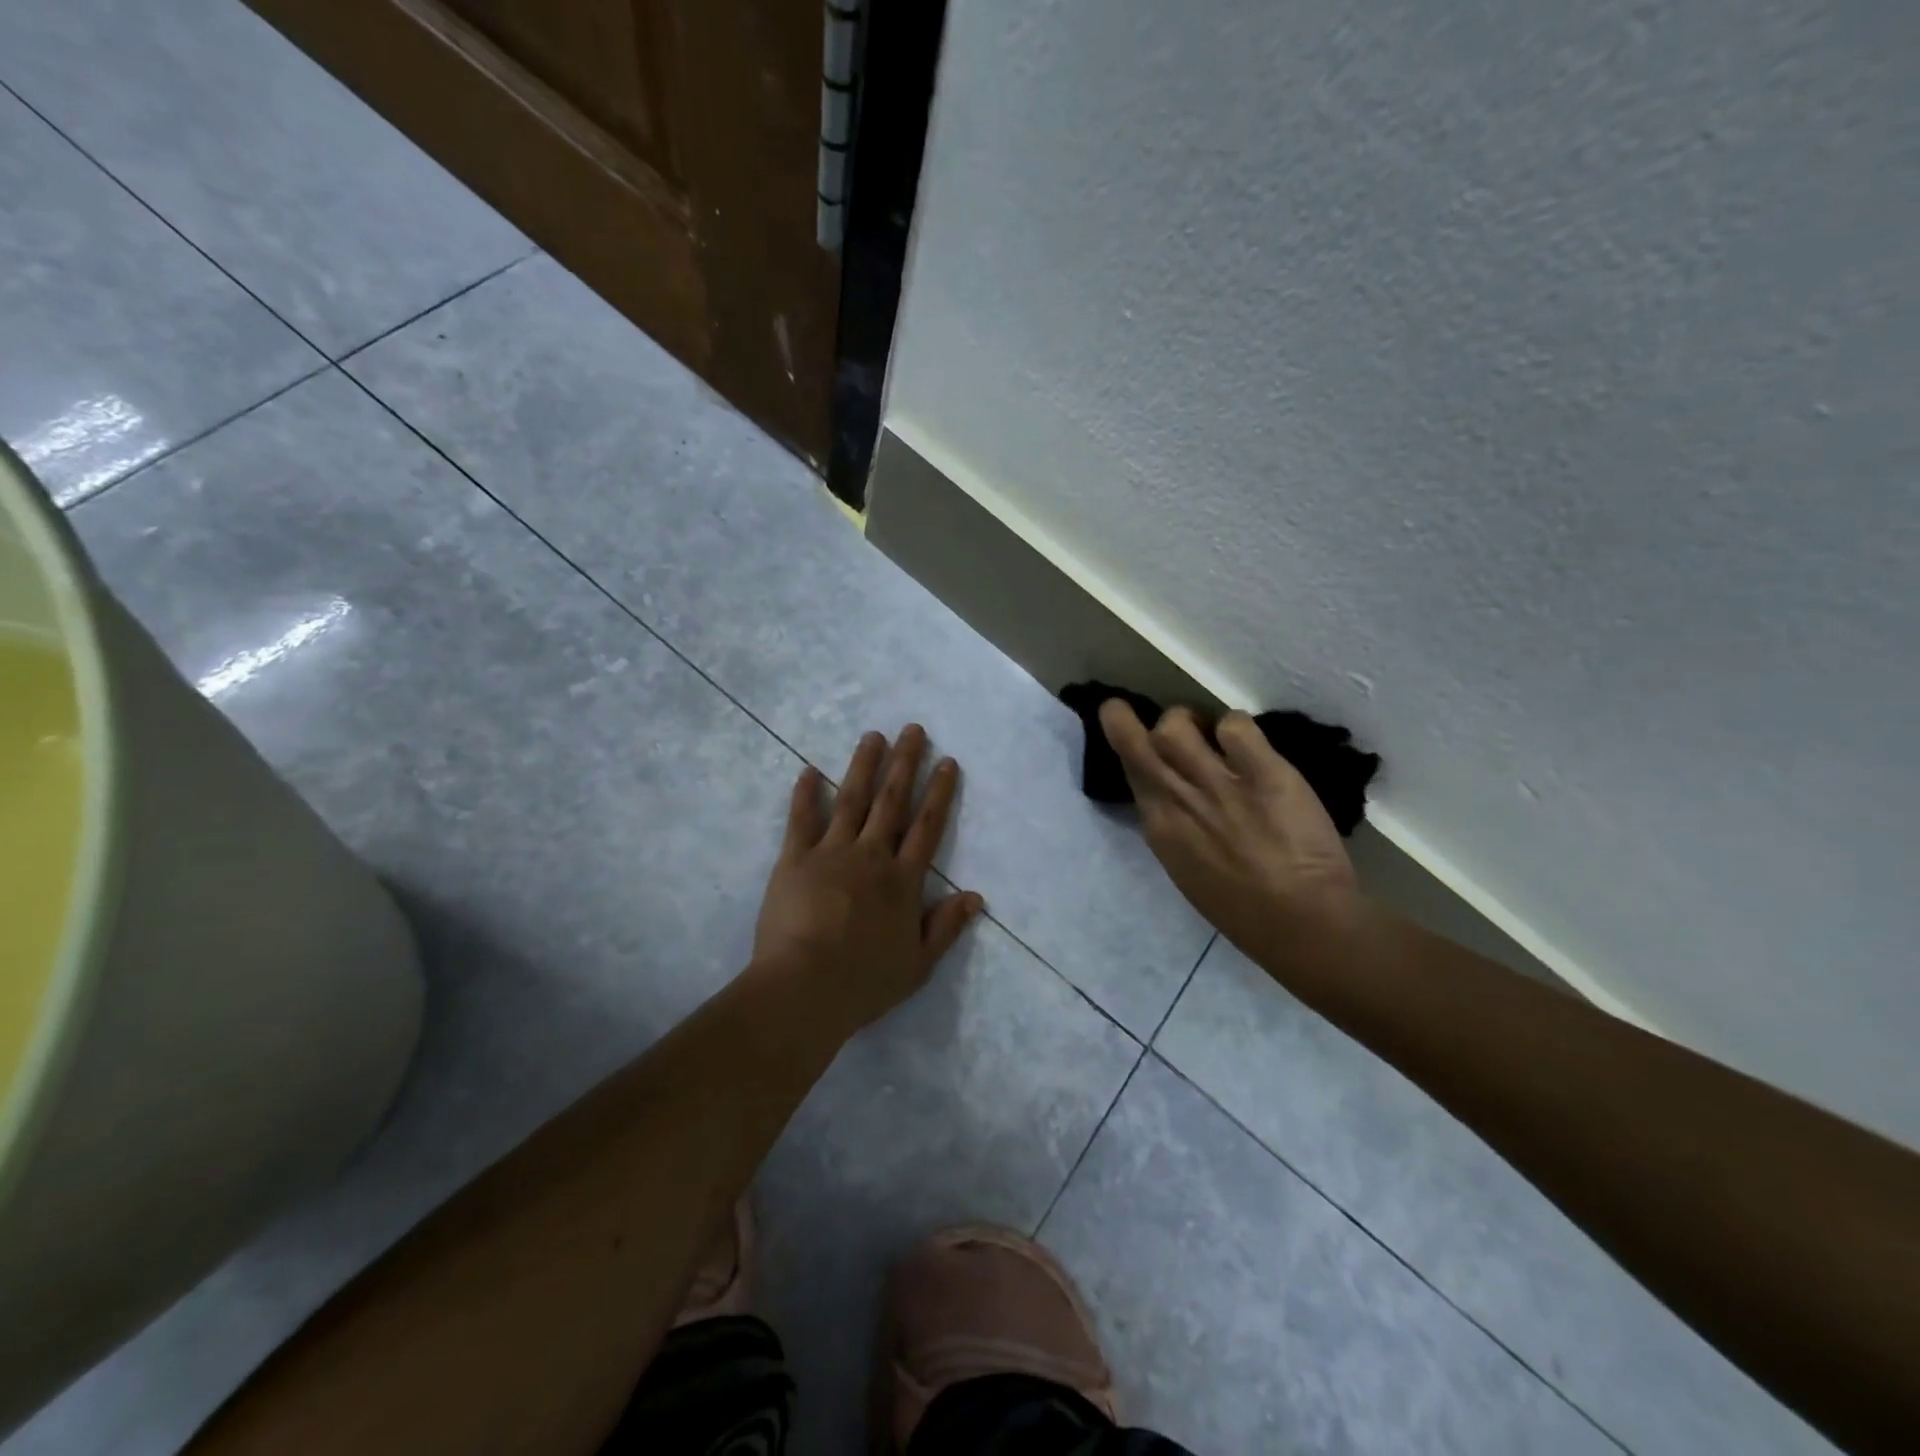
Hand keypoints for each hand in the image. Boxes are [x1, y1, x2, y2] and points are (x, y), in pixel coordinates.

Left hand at [752, 725, 984, 1036]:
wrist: (805, 988)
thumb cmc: (864, 982)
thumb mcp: (919, 964)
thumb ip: (946, 927)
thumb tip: (976, 896)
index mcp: (903, 880)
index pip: (927, 827)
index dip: (939, 793)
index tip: (947, 762)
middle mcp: (871, 856)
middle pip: (892, 801)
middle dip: (905, 763)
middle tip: (913, 729)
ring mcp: (831, 852)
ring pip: (851, 799)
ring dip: (864, 765)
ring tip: (873, 736)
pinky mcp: (795, 858)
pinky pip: (801, 819)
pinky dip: (805, 793)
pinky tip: (808, 770)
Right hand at [1100, 701, 1366, 980]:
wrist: (1300, 922)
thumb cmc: (1242, 909)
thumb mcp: (1187, 868)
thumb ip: (1174, 827)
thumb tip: (1173, 798)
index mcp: (1159, 827)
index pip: (1129, 772)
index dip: (1126, 749)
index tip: (1134, 739)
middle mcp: (1178, 798)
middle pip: (1136, 740)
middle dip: (1123, 718)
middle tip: (1140, 712)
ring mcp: (1217, 782)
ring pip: (1176, 725)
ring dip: (1188, 720)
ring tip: (1209, 732)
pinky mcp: (1262, 772)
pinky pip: (1235, 726)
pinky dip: (1236, 728)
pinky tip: (1250, 745)